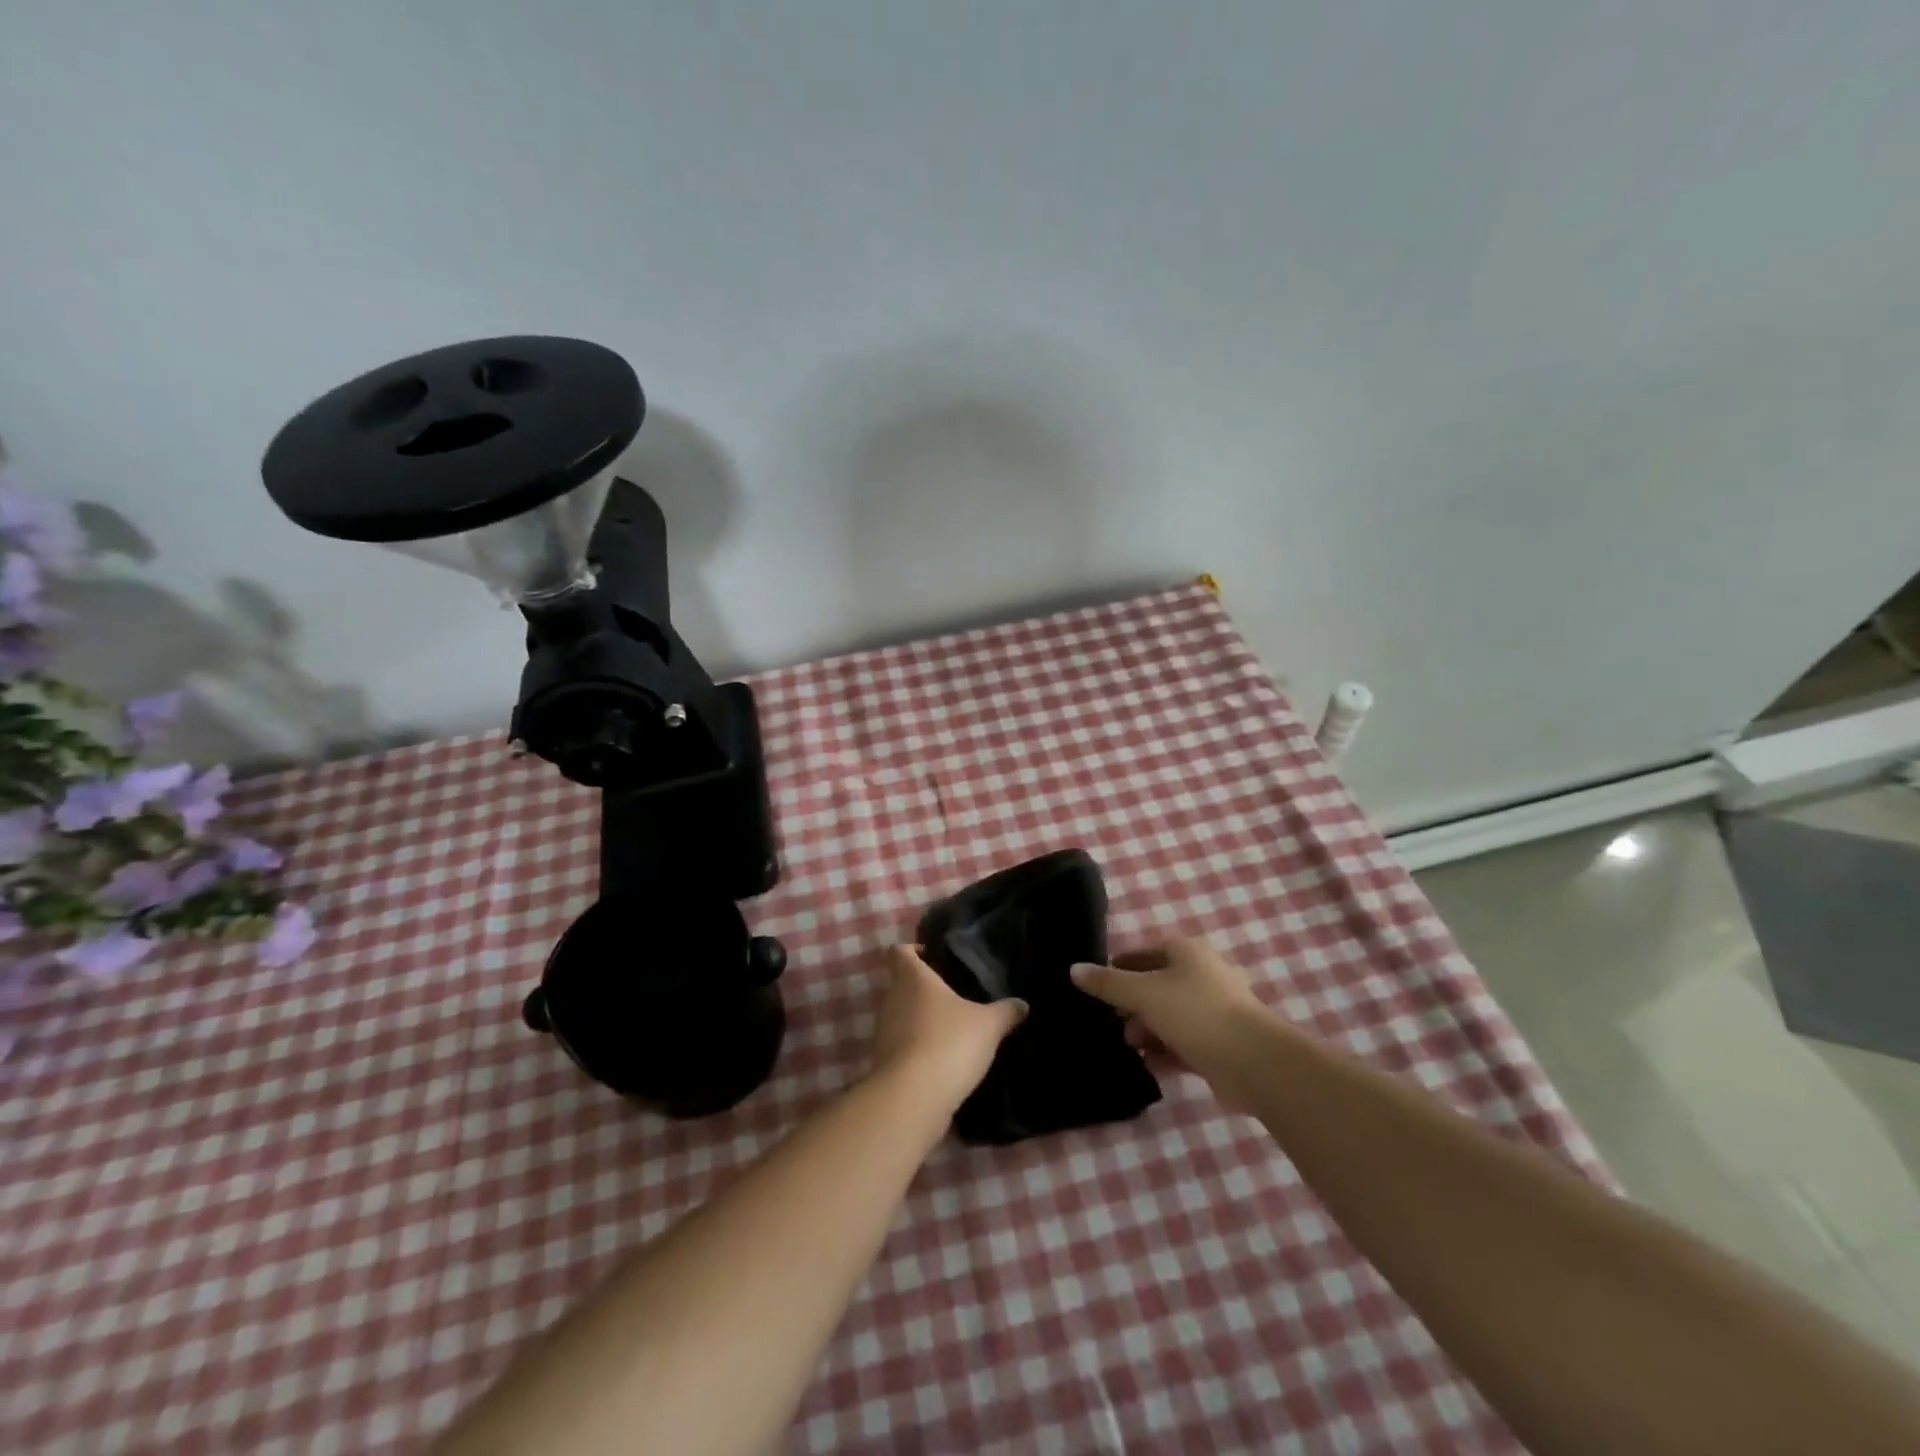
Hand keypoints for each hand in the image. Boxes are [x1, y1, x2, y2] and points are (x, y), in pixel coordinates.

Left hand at [869, 946, 1026, 1113]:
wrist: (912, 1098)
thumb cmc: (948, 1043)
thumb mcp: (988, 1025)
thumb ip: (1006, 1011)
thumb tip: (1022, 1005)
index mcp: (912, 978)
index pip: (900, 951)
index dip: (914, 950)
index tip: (935, 957)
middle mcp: (891, 999)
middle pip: (902, 984)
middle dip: (926, 989)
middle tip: (956, 995)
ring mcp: (883, 1032)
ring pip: (902, 1016)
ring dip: (922, 1021)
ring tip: (953, 1029)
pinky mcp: (884, 1062)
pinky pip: (902, 1045)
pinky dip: (918, 1048)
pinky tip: (944, 1059)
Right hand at [1071, 938, 1266, 1084]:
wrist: (1253, 1062)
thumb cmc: (1194, 1012)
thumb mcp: (1143, 993)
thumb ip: (1107, 983)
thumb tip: (1073, 969)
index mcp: (1187, 952)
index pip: (1144, 953)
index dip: (1119, 967)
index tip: (1096, 987)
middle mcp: (1203, 975)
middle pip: (1157, 984)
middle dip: (1131, 1004)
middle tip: (1109, 1020)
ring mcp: (1215, 1010)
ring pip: (1170, 1016)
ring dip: (1147, 1030)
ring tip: (1127, 1046)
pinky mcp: (1220, 1043)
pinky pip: (1184, 1043)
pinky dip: (1165, 1052)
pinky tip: (1146, 1066)